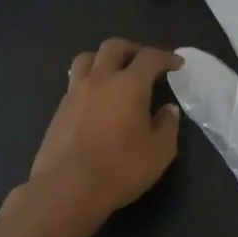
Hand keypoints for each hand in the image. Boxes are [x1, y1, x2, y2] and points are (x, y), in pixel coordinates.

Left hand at [27, 39, 183, 224]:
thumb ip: (168, 125)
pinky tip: (97, 98)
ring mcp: (75, 92)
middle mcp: (100, 79)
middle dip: (134, 50)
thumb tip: (168, 109)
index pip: (150, 58)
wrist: (66, 189)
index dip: (166, 57)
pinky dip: (90, 79)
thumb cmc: (120, 168)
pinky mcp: (60, 108)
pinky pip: (75, 80)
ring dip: (105, 59)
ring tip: (115, 73)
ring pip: (88, 58)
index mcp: (129, 84)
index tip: (177, 64)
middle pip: (114, 47)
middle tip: (146, 63)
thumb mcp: (159, 152)